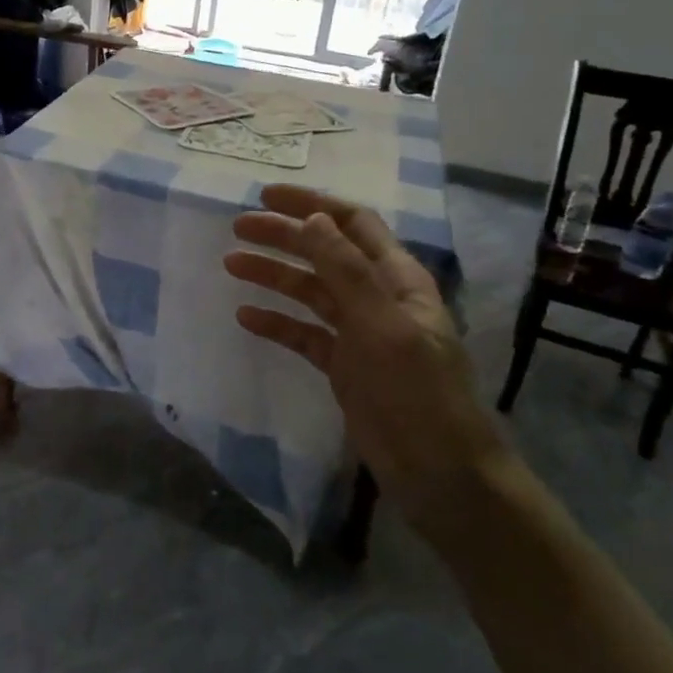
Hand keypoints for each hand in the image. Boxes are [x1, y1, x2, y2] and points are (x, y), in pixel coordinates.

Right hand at [223, 184, 510, 533]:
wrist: (442, 476)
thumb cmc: (418, 394)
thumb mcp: (382, 325)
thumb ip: (347, 270)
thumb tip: (313, 217)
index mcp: (397, 278)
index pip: (353, 223)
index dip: (311, 203)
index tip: (266, 196)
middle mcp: (377, 297)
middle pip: (324, 252)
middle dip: (283, 236)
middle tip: (237, 229)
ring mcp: (359, 333)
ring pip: (310, 291)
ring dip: (273, 275)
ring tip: (230, 265)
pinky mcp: (344, 366)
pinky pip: (303, 334)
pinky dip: (276, 322)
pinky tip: (246, 317)